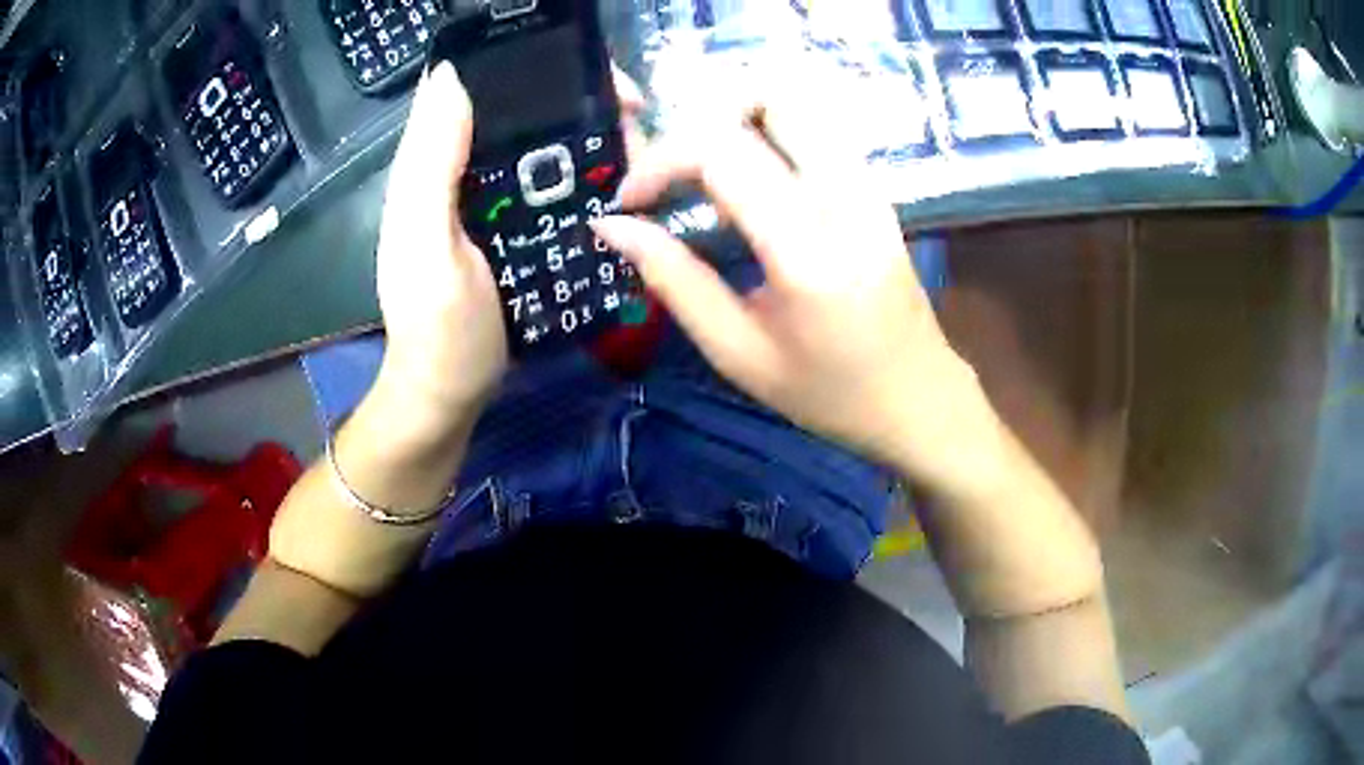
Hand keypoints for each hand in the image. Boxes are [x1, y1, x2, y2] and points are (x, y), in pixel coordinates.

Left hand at [372, 63, 647, 430]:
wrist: (452, 393)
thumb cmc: (439, 329)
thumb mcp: (428, 248)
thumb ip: (432, 168)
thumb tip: (454, 76)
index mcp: (431, 164)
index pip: (468, 84)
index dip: (520, 63)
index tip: (584, 69)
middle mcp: (460, 169)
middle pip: (517, 107)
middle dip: (574, 97)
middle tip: (632, 112)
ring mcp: (489, 197)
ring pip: (542, 141)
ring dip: (591, 134)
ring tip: (640, 151)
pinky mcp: (512, 224)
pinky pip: (553, 180)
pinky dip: (589, 172)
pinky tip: (623, 183)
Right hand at [591, 105, 990, 481]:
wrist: (917, 397)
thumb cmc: (827, 393)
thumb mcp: (738, 353)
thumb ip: (674, 281)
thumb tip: (613, 227)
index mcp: (808, 251)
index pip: (724, 153)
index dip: (660, 161)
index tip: (630, 201)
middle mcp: (844, 198)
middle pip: (770, 97)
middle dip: (701, 116)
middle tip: (670, 170)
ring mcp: (867, 185)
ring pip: (797, 103)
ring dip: (735, 118)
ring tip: (701, 172)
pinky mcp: (874, 187)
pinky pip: (812, 129)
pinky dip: (764, 133)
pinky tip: (746, 181)